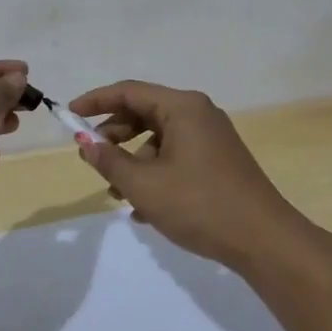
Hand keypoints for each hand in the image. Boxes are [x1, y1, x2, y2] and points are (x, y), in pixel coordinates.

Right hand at [66, 80, 299, 269]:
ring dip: (134, 161)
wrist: (263, 239)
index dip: (96, 101)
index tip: (69, 115)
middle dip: (115, 135)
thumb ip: (109, 161)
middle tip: (92, 158)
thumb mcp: (144, 185)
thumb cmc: (199, 204)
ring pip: (160, 139)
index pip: (130, 91)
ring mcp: (212, 138)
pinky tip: (144, 209)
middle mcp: (199, 113)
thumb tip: (85, 142)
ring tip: (118, 194)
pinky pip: (177, 156)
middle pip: (145, 113)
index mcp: (183, 107)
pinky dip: (156, 173)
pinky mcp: (218, 161)